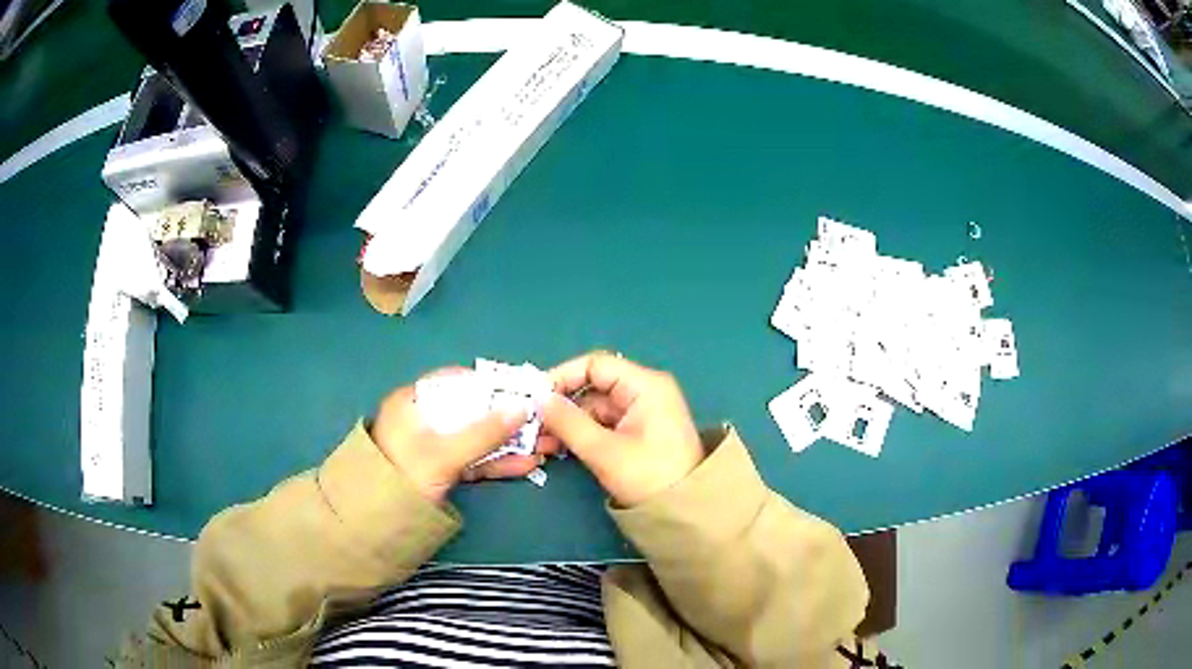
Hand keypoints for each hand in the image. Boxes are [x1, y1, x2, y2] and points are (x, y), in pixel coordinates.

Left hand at [370, 369, 544, 502]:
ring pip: (477, 438)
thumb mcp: (443, 454)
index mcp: (414, 402)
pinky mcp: (443, 470)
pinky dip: (497, 463)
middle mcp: (424, 419)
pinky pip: (474, 461)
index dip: (491, 385)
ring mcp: (434, 447)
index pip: (457, 382)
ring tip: (545, 445)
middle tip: (543, 421)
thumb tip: (524, 407)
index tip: (524, 391)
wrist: (374, 523)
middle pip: (472, 412)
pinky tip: (527, 465)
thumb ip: (484, 432)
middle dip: (508, 419)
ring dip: (509, 443)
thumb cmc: (403, 476)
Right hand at [539, 352, 703, 506]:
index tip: (534, 397)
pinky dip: (581, 434)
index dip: (562, 377)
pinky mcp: (637, 432)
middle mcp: (644, 391)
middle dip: (561, 405)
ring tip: (540, 444)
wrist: (687, 512)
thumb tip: (538, 399)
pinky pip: (602, 424)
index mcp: (644, 385)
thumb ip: (568, 422)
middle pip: (593, 386)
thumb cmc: (649, 477)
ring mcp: (641, 412)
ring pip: (593, 407)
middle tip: (532, 426)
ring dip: (567, 423)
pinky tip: (558, 449)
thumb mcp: (604, 451)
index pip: (595, 365)